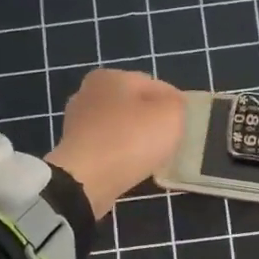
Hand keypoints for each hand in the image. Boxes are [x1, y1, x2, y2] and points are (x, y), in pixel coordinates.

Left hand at [47, 68, 184, 217]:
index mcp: (110, 76)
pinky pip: (106, 147)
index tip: (185, 126)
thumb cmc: (131, 140)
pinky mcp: (72, 149)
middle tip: (170, 143)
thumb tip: (172, 106)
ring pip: (119, 127)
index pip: (155, 85)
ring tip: (151, 158)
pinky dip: (119, 154)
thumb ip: (177, 104)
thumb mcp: (171, 114)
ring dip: (135, 139)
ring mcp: (77, 122)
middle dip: (152, 121)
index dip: (175, 104)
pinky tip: (130, 167)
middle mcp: (88, 93)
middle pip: (134, 105)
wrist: (86, 181)